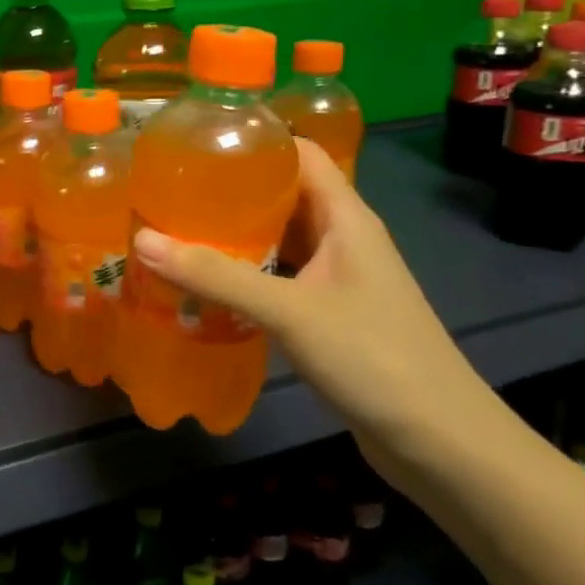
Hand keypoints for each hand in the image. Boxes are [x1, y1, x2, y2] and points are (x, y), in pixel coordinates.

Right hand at [130, 138, 497, 483]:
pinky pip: (279, 276)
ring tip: (176, 230)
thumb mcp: (288, 311)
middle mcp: (343, 237)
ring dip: (235, 235)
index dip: (255, 140)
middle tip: (171, 190)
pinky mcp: (330, 313)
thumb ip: (215, 276)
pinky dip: (245, 274)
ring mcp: (338, 277)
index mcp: (345, 217)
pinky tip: (206, 284)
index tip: (197, 143)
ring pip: (279, 239)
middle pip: (283, 194)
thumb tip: (142, 239)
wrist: (441, 443)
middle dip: (230, 190)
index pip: (301, 153)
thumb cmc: (373, 358)